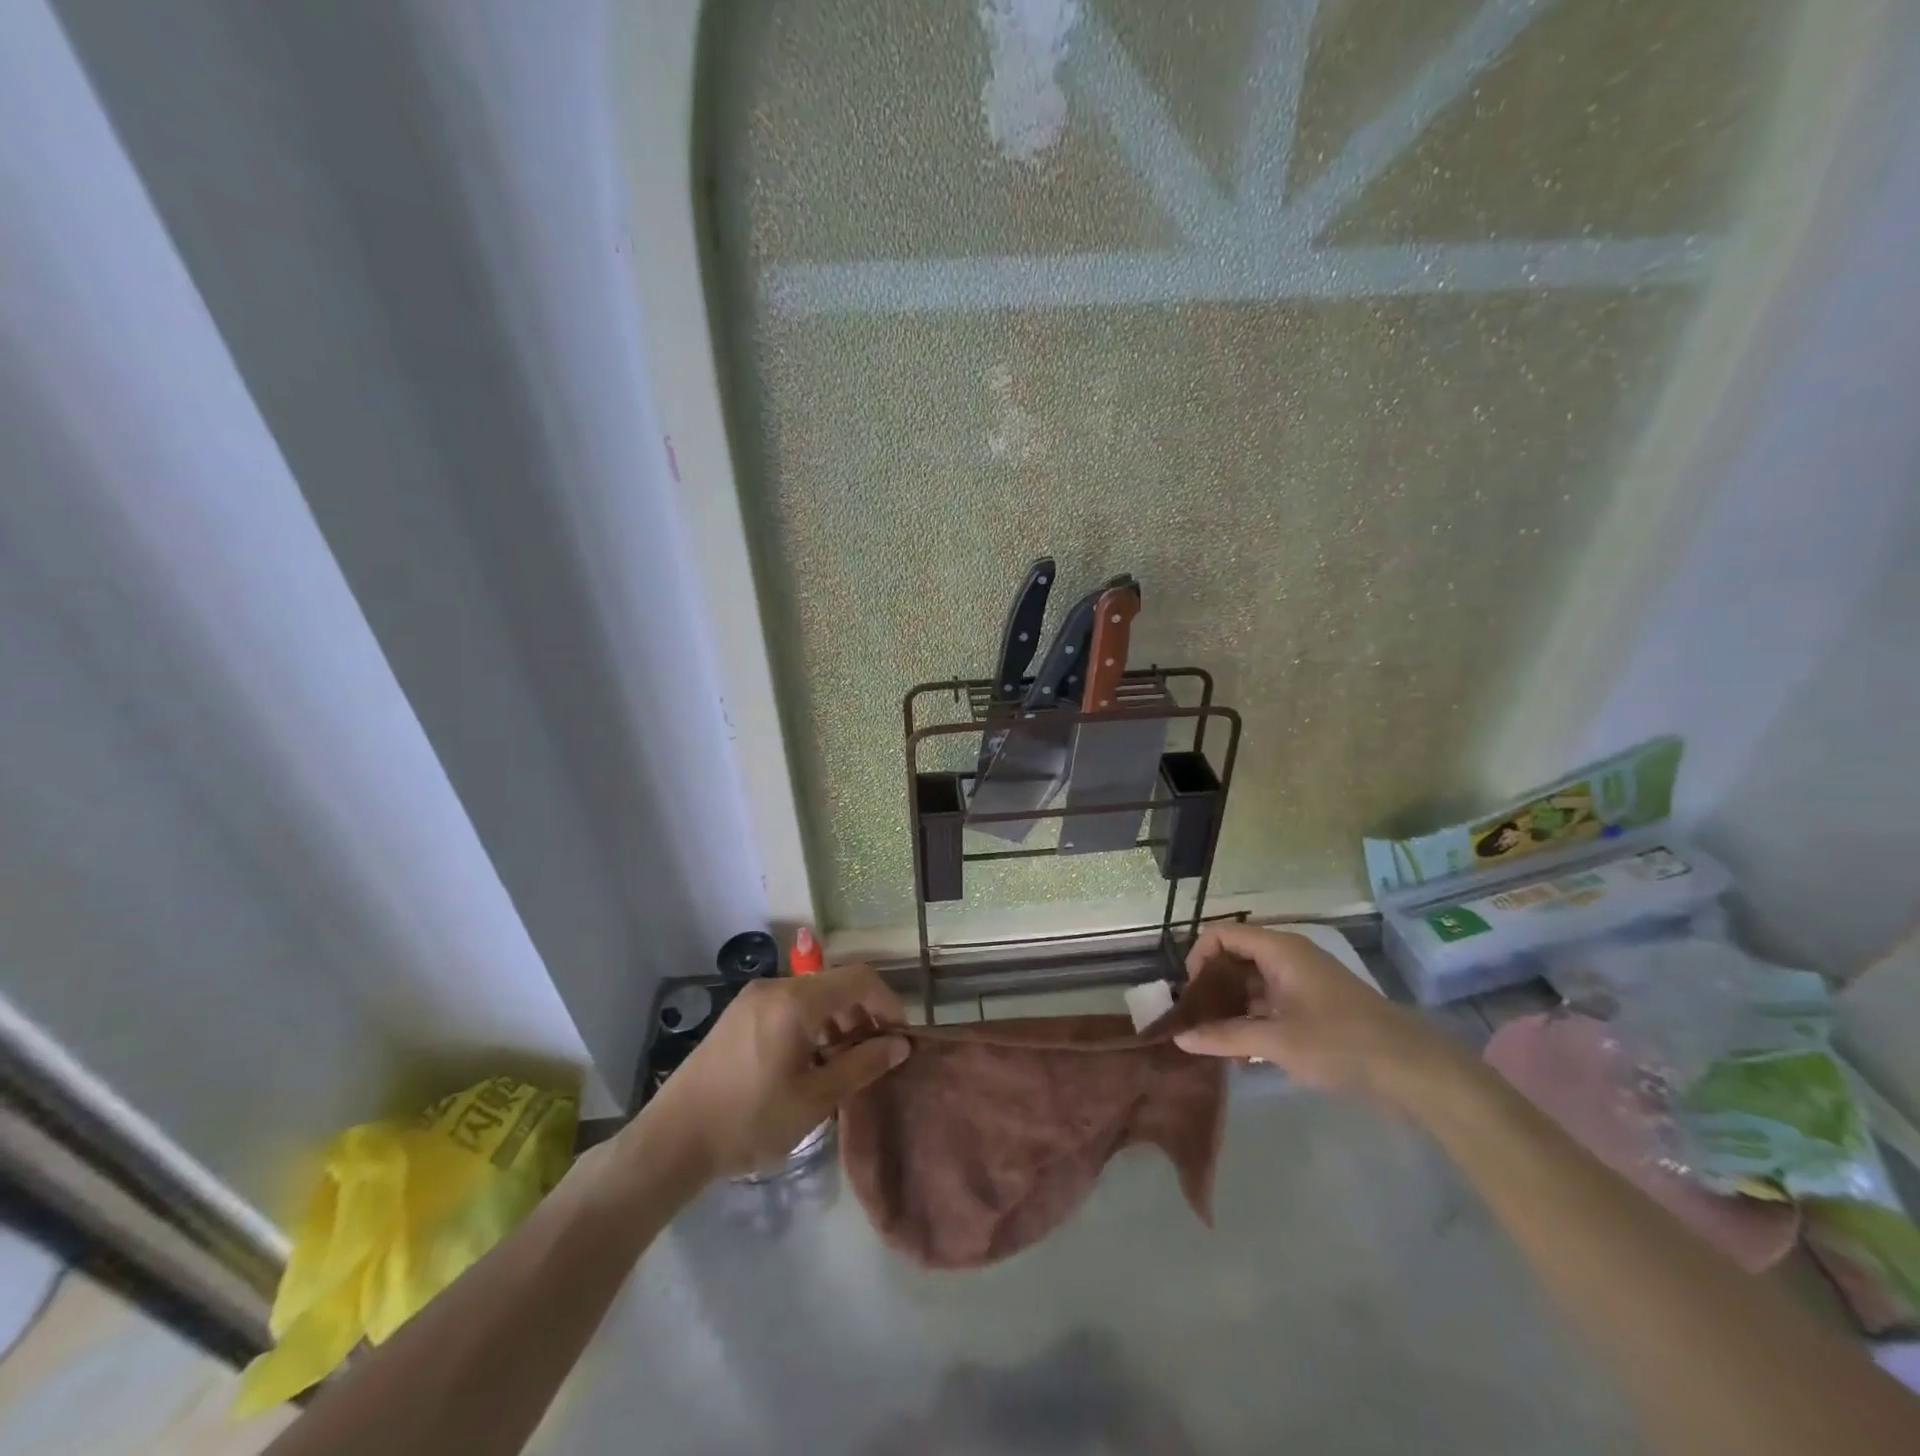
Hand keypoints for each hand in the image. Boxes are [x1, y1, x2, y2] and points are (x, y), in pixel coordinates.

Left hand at [623, 964, 909, 1185]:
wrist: (671, 1141)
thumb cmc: (750, 1120)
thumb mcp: (815, 1099)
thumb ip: (862, 1065)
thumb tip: (900, 1044)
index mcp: (796, 1000)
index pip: (859, 979)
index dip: (887, 1002)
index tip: (900, 1037)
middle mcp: (775, 987)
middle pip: (834, 985)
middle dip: (862, 1014)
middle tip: (874, 1056)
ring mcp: (752, 999)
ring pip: (811, 996)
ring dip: (837, 1021)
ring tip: (843, 1064)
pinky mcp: (738, 1015)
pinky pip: (788, 1007)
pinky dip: (810, 1025)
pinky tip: (809, 1063)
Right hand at [1174, 924, 1473, 1111]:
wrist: (1415, 1071)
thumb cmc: (1342, 1044)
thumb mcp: (1277, 1041)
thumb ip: (1225, 1037)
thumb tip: (1179, 1038)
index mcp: (1280, 950)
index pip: (1222, 934)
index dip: (1199, 958)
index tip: (1191, 995)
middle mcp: (1289, 957)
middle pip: (1235, 958)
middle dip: (1211, 986)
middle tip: (1196, 1021)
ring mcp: (1303, 982)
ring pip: (1252, 983)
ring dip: (1230, 1008)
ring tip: (1214, 1042)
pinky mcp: (1314, 1006)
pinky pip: (1270, 1003)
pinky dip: (1252, 1021)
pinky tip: (1242, 1055)